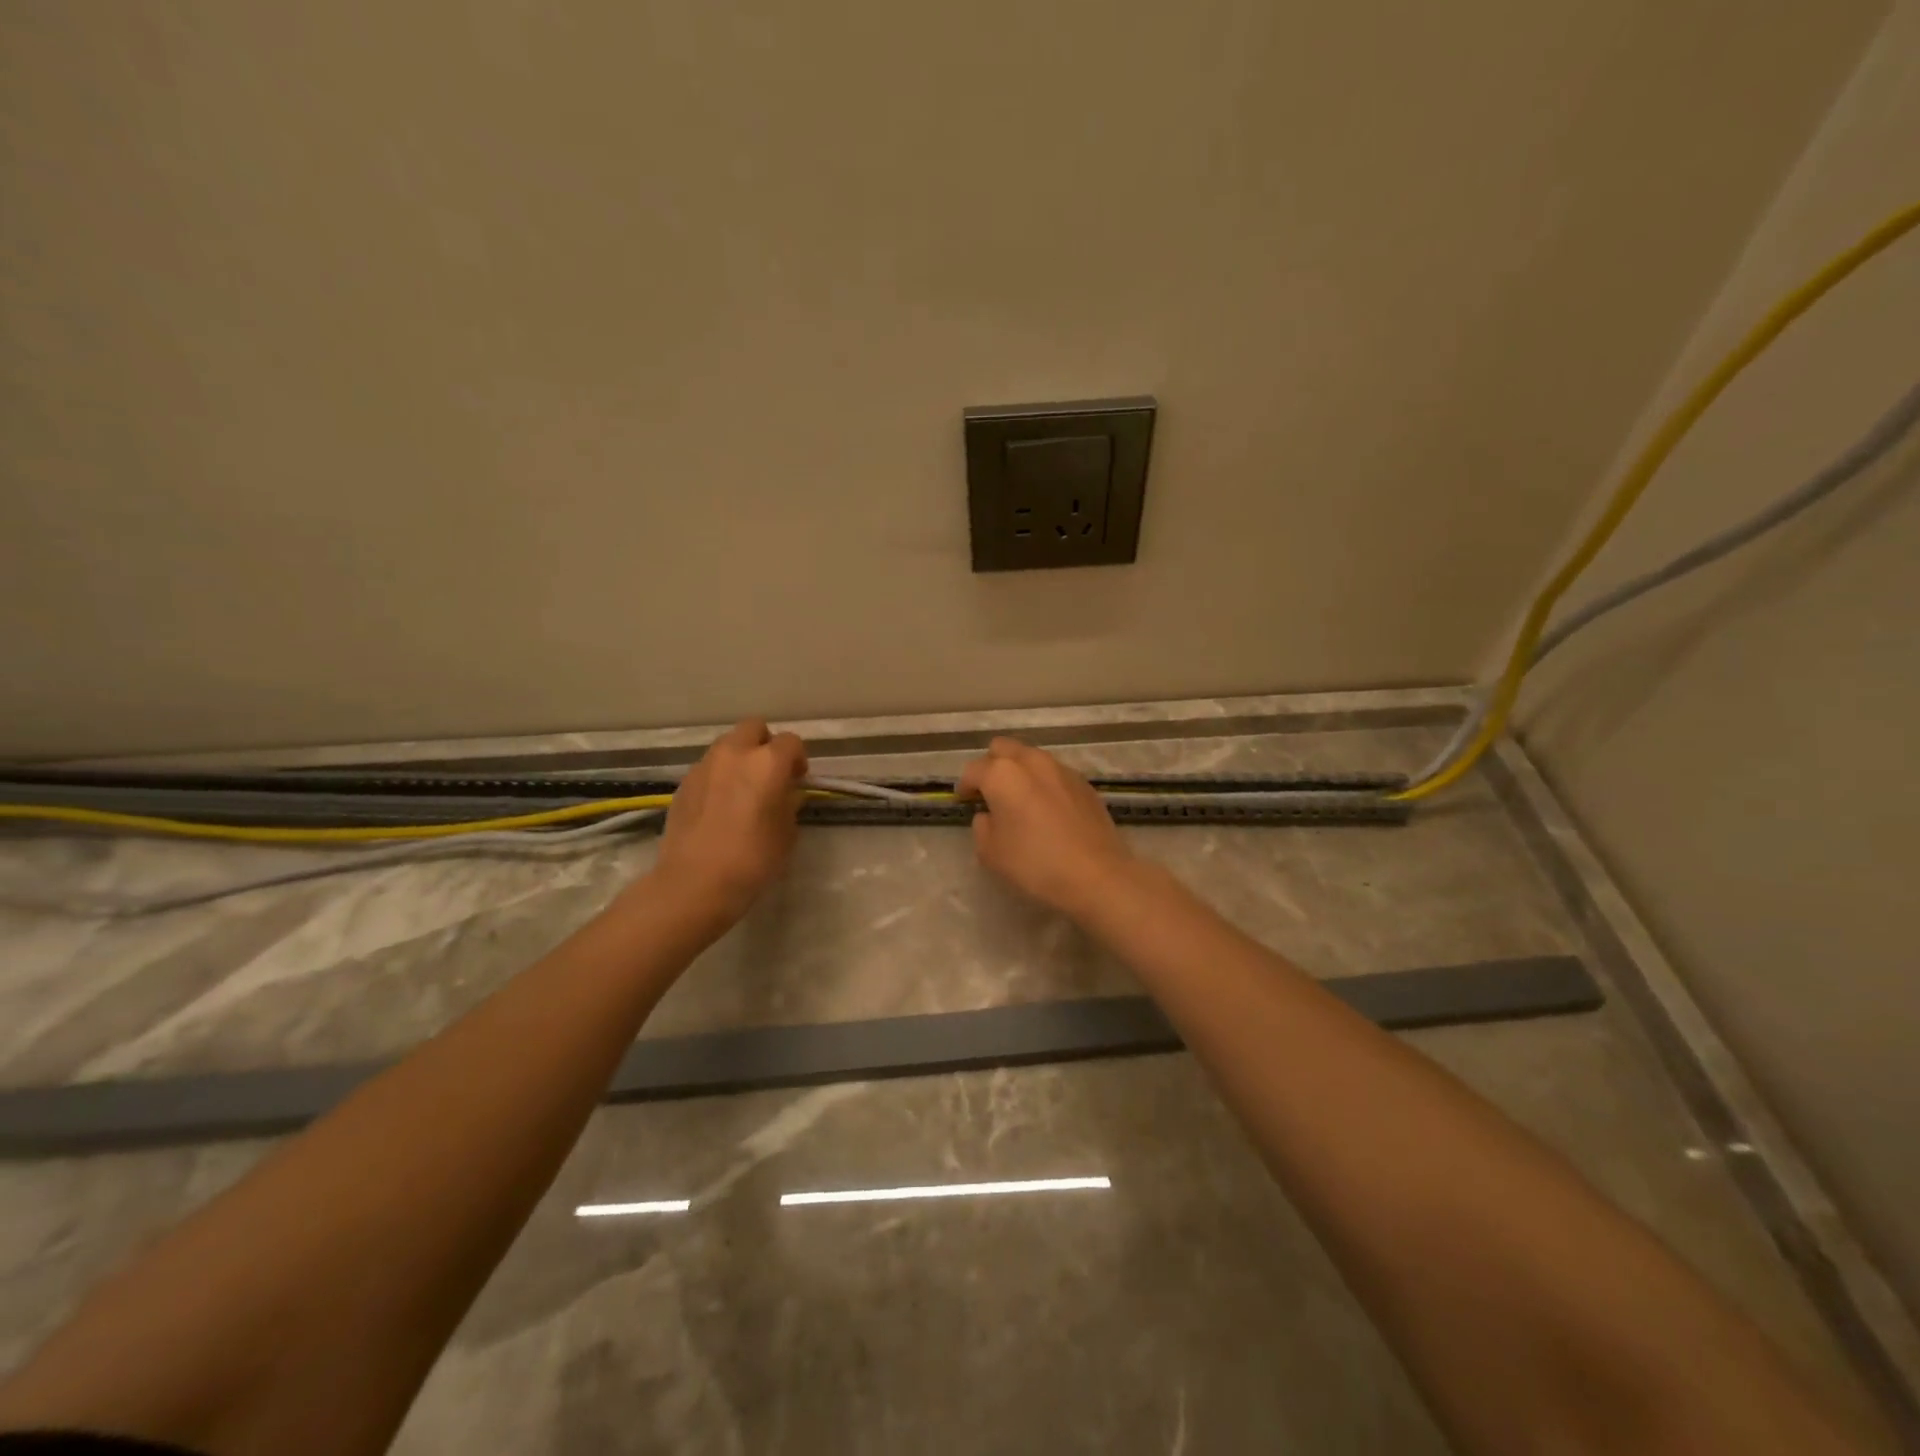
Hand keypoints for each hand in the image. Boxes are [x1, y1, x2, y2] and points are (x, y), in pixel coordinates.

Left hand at [650, 719, 807, 924]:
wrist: (694, 882)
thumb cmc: (752, 859)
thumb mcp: (786, 833)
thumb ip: (789, 803)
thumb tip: (785, 793)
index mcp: (767, 762)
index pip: (791, 742)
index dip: (798, 759)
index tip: (798, 780)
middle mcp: (734, 754)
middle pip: (753, 728)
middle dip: (765, 744)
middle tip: (770, 774)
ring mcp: (704, 766)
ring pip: (727, 745)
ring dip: (739, 758)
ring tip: (742, 790)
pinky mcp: (683, 783)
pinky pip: (708, 768)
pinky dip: (718, 777)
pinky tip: (719, 806)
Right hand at [956, 738, 1137, 919]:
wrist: (1096, 875)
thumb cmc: (1035, 864)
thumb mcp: (990, 853)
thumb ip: (982, 826)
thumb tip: (990, 815)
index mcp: (1002, 774)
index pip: (973, 770)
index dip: (965, 786)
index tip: (964, 801)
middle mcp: (1032, 762)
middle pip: (1003, 748)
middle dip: (992, 765)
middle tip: (990, 793)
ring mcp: (1062, 769)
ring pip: (1032, 757)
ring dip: (1020, 772)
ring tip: (1020, 800)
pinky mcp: (1084, 783)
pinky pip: (1055, 773)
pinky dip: (1044, 783)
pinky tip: (1048, 810)